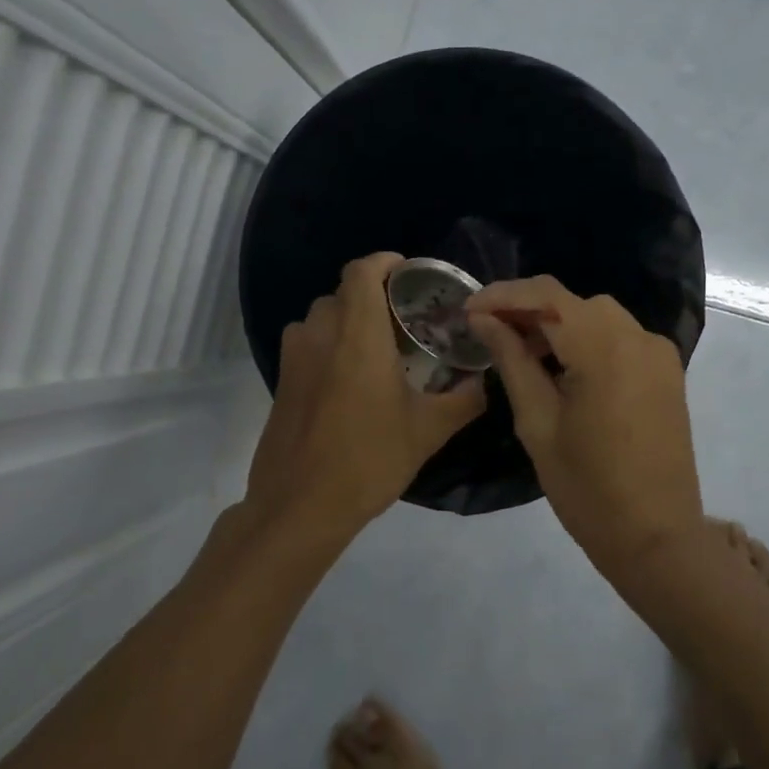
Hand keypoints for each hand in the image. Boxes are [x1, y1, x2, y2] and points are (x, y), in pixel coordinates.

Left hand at [244, 252, 486, 539]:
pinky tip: (354, 380)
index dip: (386, 262)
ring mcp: (294, 357)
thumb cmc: (368, 460)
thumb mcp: (428, 431)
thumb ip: (464, 399)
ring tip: (381, 348)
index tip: (411, 273)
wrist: (299, 507)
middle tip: (407, 321)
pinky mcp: (282, 381)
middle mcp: (320, 334)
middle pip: (344, 293)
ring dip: (351, 320)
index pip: (362, 271)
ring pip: (323, 317)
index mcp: (357, 336)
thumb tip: (486, 381)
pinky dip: (332, 344)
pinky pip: (309, 343)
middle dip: (375, 296)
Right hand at [467, 276, 702, 572]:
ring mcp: (658, 353)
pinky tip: (562, 367)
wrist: (657, 536)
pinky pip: (619, 338)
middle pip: (574, 302)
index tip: (468, 310)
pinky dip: (586, 340)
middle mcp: (638, 337)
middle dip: (528, 310)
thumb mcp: (538, 424)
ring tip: (521, 352)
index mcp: (605, 347)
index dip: (503, 295)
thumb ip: (513, 362)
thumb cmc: (587, 488)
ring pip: (598, 317)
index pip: (547, 295)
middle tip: (489, 334)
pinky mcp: (666, 372)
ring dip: (558, 324)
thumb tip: (485, 321)